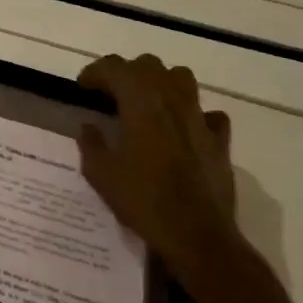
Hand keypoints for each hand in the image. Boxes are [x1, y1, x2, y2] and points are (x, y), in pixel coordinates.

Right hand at [77, 53, 238, 283]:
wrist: (199, 237)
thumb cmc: (144, 201)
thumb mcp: (101, 174)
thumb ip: (90, 144)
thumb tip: (88, 128)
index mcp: (140, 102)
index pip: (114, 68)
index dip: (95, 72)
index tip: (82, 87)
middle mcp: (171, 100)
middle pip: (148, 65)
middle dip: (127, 72)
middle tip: (112, 93)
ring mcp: (199, 119)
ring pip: (182, 78)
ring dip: (162, 82)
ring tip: (148, 101)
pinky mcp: (219, 142)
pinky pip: (209, 114)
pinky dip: (195, 114)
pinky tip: (184, 129)